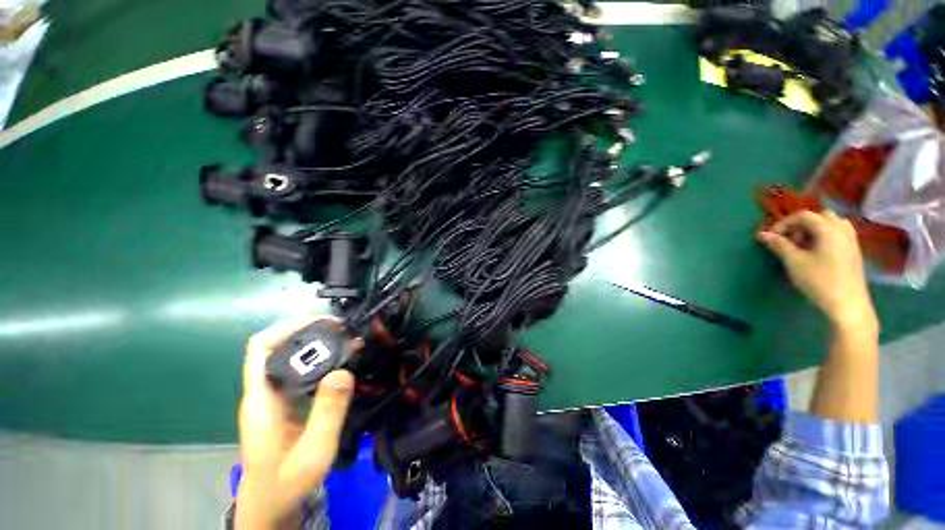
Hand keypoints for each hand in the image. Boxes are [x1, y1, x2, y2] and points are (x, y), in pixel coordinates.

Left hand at [236, 316, 354, 529]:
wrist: (271, 507)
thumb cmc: (286, 485)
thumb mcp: (313, 453)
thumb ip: (327, 413)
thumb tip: (343, 371)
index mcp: (262, 400)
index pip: (261, 348)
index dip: (289, 328)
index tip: (324, 323)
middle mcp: (265, 392)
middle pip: (278, 346)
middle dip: (310, 330)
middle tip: (344, 328)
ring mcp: (275, 398)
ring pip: (291, 357)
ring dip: (318, 343)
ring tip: (347, 339)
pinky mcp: (287, 404)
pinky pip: (302, 371)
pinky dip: (322, 359)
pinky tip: (341, 361)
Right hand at [758, 210, 877, 333]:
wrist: (848, 304)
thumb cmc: (819, 280)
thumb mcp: (794, 262)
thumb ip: (779, 245)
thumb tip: (762, 234)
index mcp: (828, 229)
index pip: (802, 215)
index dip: (783, 223)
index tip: (770, 237)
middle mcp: (842, 229)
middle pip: (818, 216)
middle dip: (800, 225)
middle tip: (788, 241)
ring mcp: (851, 239)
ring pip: (830, 224)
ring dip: (813, 230)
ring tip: (802, 246)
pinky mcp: (853, 251)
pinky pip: (837, 234)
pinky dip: (824, 236)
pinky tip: (816, 252)